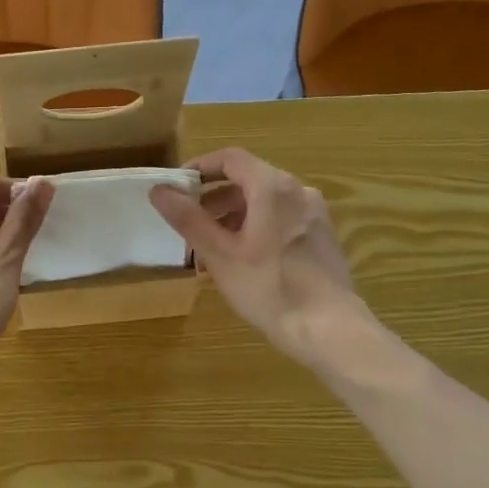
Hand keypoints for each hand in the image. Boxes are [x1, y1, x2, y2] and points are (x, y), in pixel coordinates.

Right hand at [150, 148, 364, 368]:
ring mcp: (314, 214)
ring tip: (209, 253)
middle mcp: (297, 191)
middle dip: (213, 201)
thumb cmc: (269, 288)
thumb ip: (189, 219)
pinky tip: (241, 264)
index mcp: (272, 187)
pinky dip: (254, 231)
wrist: (329, 329)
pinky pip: (280, 221)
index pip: (230, 158)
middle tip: (188, 228)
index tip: (176, 189)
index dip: (199, 168)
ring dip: (232, 220)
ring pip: (263, 204)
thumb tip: (159, 191)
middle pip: (248, 181)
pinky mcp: (321, 238)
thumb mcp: (220, 255)